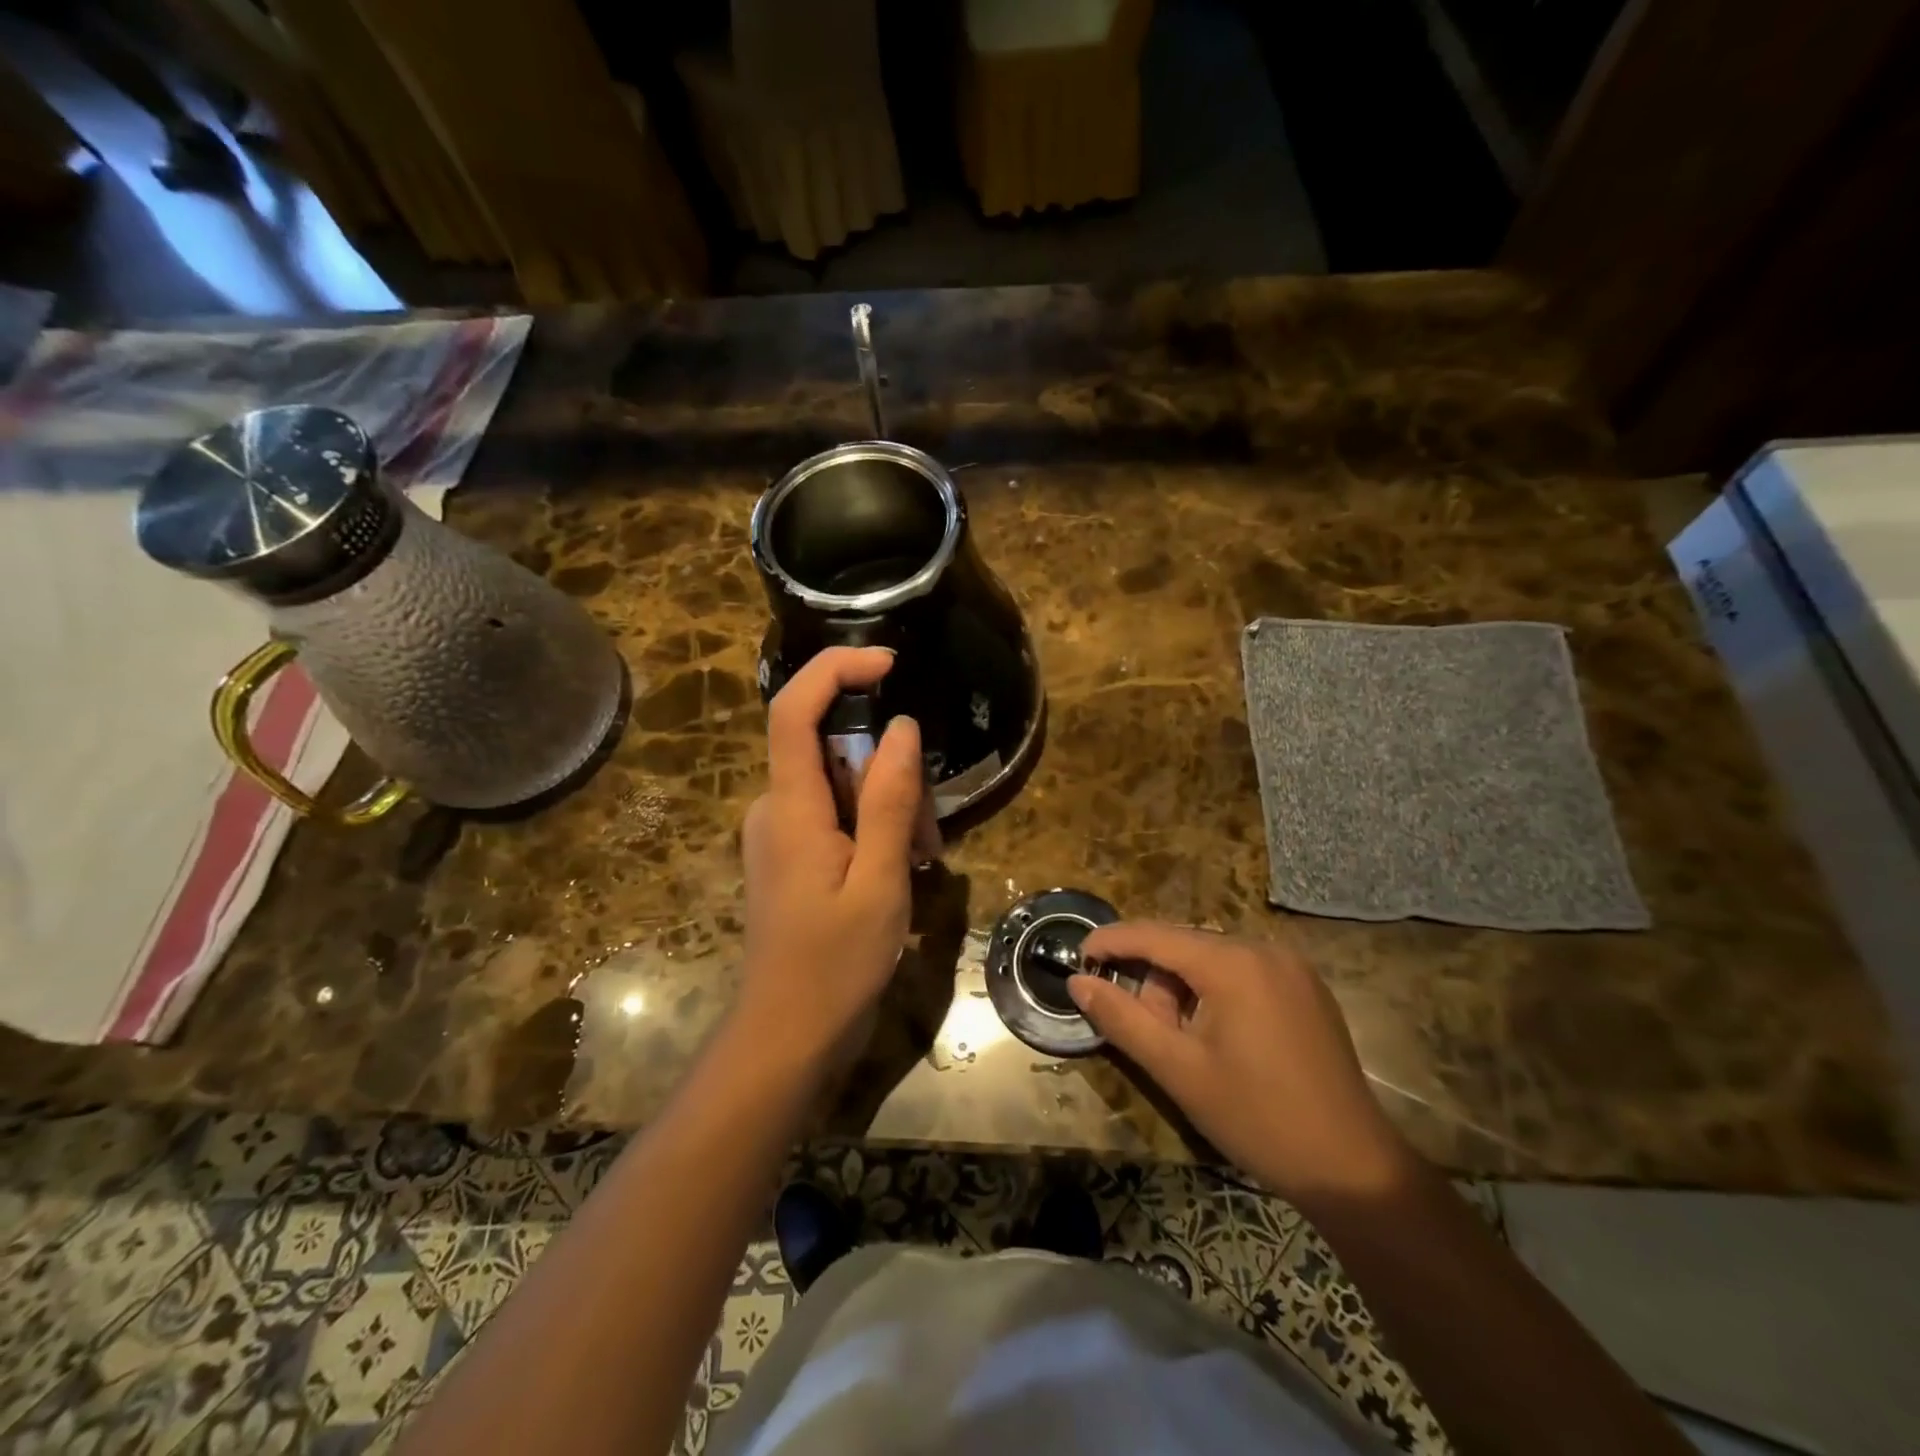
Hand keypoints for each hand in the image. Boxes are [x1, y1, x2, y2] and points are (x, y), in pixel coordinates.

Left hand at [739, 647, 927, 1065]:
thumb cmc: (835, 965)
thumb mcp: (880, 881)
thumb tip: (902, 728)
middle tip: (929, 833)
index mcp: (789, 807)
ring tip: (921, 864)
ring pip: (839, 786)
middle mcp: (774, 808)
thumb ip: (890, 801)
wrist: (788, 1036)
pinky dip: (873, 830)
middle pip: (831, 750)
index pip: (793, 709)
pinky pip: (835, 816)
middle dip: (889, 772)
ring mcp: (779, 834)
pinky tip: (900, 871)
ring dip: (888, 809)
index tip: (888, 664)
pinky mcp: (790, 856)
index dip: (835, 670)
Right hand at [1069, 923, 1412, 1209]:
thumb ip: (1121, 1018)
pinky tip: (1218, 1038)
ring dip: (1183, 990)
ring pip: (1212, 959)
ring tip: (1186, 1045)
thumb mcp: (1177, 1069)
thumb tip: (1077, 983)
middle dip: (1153, 981)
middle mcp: (1264, 949)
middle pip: (1184, 946)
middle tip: (1148, 1033)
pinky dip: (1215, 992)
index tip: (1077, 959)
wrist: (1353, 1168)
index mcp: (1233, 963)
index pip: (1154, 935)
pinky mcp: (1306, 988)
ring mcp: (1291, 967)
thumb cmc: (1256, 1117)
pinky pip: (1242, 971)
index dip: (1110, 943)